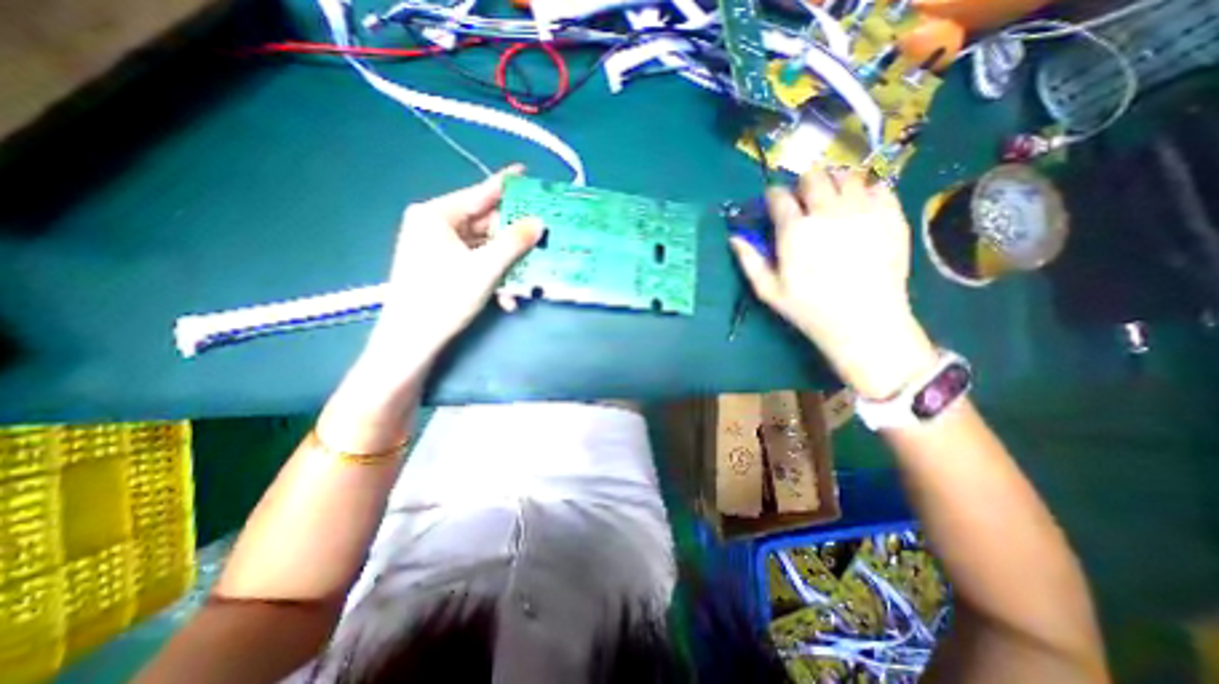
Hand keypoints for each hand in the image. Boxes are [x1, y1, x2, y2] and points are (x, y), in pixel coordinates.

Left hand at [358, 166, 537, 368]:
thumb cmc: (445, 297)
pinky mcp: (442, 268)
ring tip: (527, 280)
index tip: (528, 174)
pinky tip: (507, 298)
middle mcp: (435, 226)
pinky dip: (493, 278)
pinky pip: (475, 264)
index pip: (479, 194)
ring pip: (483, 248)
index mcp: (436, 215)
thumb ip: (514, 242)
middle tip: (541, 240)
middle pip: (485, 224)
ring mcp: (437, 248)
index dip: (506, 185)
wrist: (412, 341)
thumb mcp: (486, 268)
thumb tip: (539, 222)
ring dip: (506, 266)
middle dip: (513, 240)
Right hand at [728, 165, 933, 400]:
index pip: (779, 196)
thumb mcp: (769, 290)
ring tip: (833, 198)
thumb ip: (749, 261)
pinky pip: (879, 186)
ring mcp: (862, 210)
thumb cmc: (809, 308)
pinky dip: (867, 190)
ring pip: (847, 175)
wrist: (864, 320)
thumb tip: (734, 237)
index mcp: (794, 230)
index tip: (774, 201)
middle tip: (804, 198)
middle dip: (804, 183)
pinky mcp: (891, 215)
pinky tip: (861, 206)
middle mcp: (827, 211)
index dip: (774, 195)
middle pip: (813, 176)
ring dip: (835, 181)